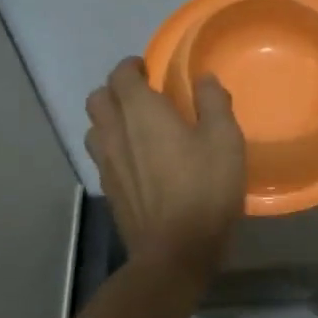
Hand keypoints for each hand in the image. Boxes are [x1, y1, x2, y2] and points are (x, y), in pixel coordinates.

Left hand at [84, 57, 245, 281]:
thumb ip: (213, 101)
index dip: (131, 66)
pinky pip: (101, 156)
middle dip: (116, 90)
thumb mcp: (224, 139)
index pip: (120, 75)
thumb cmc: (203, 188)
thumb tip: (204, 78)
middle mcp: (115, 132)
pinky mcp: (108, 190)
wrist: (175, 251)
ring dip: (109, 119)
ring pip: (94, 128)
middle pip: (98, 98)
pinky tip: (137, 160)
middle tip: (142, 94)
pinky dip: (113, 147)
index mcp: (141, 112)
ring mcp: (106, 164)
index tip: (149, 69)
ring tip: (136, 126)